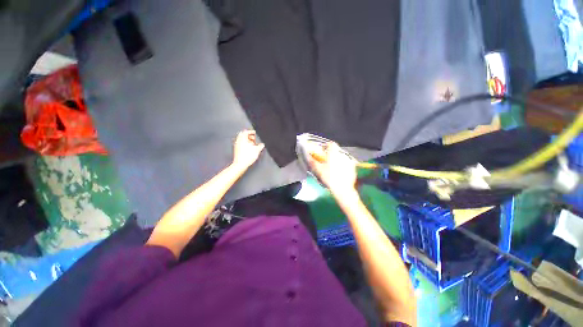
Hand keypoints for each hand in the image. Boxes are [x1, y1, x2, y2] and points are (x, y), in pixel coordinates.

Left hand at [232, 130, 264, 168]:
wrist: (240, 164)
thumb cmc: (247, 157)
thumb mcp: (257, 150)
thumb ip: (260, 146)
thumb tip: (262, 145)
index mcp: (243, 139)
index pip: (246, 131)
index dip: (251, 131)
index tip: (254, 133)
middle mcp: (238, 141)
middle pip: (242, 135)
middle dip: (248, 136)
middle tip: (253, 138)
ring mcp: (236, 145)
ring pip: (241, 139)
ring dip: (246, 140)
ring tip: (252, 144)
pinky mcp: (236, 150)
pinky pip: (240, 144)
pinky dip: (244, 144)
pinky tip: (248, 148)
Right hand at [308, 142, 356, 193]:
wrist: (342, 188)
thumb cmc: (329, 177)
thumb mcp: (319, 170)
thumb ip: (313, 162)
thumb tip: (309, 157)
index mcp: (333, 153)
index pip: (331, 144)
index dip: (326, 146)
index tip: (323, 151)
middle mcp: (342, 155)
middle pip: (336, 151)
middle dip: (331, 155)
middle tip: (327, 162)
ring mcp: (349, 161)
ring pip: (341, 157)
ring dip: (337, 160)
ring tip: (333, 169)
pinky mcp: (353, 168)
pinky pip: (347, 164)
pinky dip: (343, 166)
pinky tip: (340, 173)